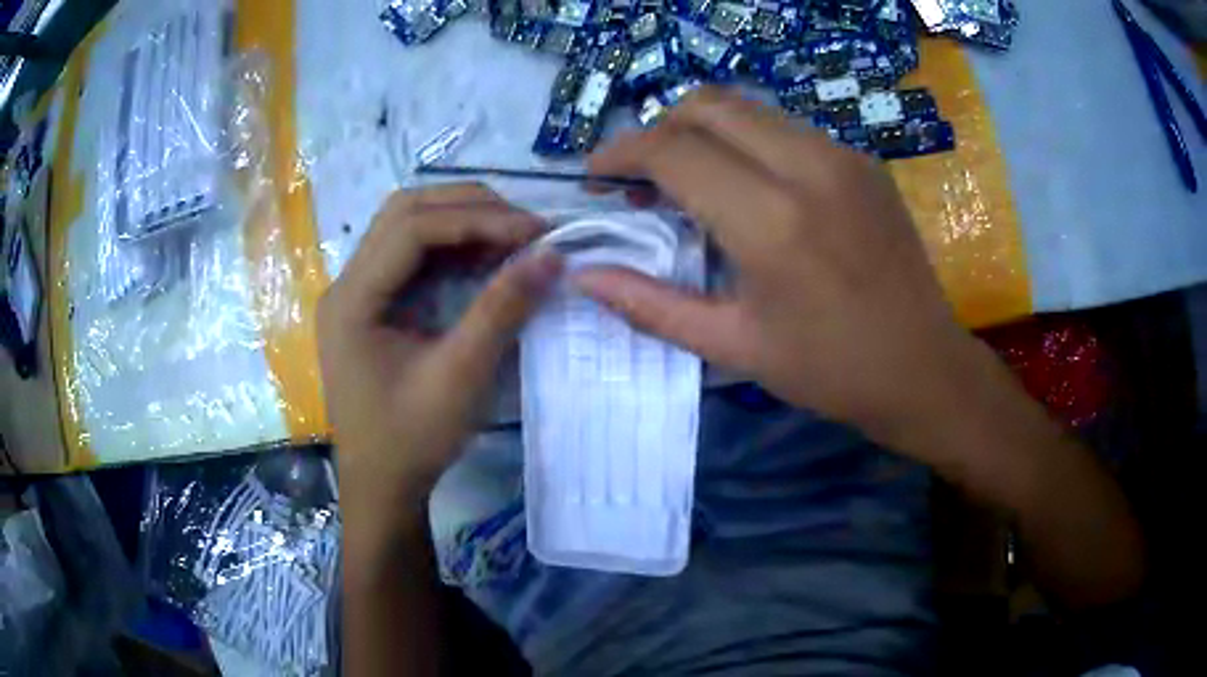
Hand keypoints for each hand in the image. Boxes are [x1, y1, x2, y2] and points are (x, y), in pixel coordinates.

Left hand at [317, 184, 560, 501]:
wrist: (382, 487)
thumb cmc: (412, 440)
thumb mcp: (461, 377)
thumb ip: (502, 308)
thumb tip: (552, 254)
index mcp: (352, 300)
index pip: (411, 228)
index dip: (476, 219)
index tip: (536, 230)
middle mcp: (345, 284)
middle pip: (403, 213)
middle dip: (468, 208)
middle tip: (524, 225)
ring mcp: (355, 293)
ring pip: (405, 227)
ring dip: (459, 222)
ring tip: (511, 237)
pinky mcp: (370, 305)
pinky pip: (410, 257)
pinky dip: (450, 248)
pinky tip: (484, 259)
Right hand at [576, 88, 990, 452]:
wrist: (924, 368)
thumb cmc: (830, 370)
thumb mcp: (733, 347)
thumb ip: (649, 305)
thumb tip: (584, 276)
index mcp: (771, 221)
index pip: (671, 149)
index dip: (620, 154)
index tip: (598, 178)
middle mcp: (807, 167)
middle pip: (706, 105)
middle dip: (658, 129)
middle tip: (642, 178)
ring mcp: (842, 156)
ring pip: (747, 108)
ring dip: (703, 132)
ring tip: (691, 183)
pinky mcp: (862, 160)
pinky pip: (785, 127)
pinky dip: (747, 142)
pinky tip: (749, 189)